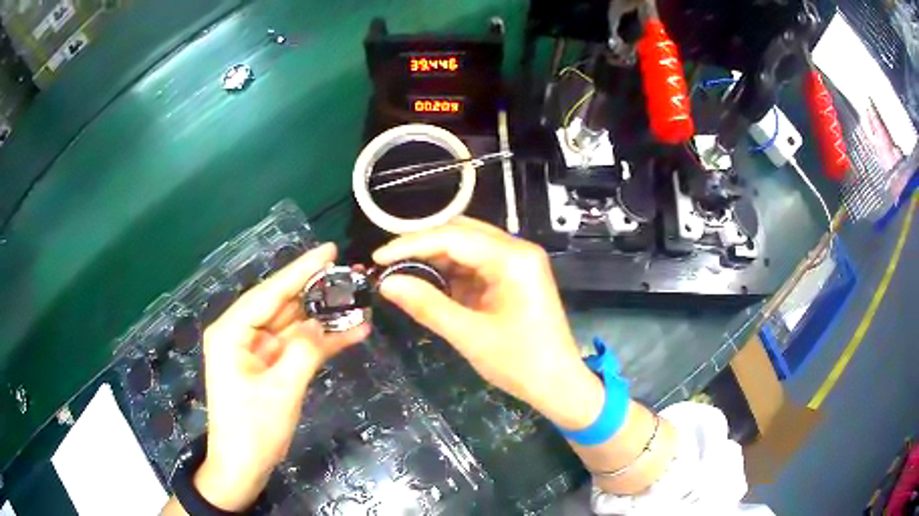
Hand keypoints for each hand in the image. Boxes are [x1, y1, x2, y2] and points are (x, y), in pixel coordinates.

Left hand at [194, 243, 369, 510]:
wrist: (242, 467)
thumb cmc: (253, 430)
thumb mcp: (282, 390)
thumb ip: (305, 351)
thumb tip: (327, 323)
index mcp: (231, 332)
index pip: (270, 292)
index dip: (301, 270)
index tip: (329, 251)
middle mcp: (240, 334)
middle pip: (281, 305)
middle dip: (315, 292)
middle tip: (350, 276)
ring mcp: (254, 351)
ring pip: (292, 325)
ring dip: (322, 319)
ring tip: (357, 303)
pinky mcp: (267, 366)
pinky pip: (295, 346)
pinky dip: (319, 342)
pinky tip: (349, 333)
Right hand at [373, 218, 603, 429]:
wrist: (558, 384)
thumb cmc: (520, 363)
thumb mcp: (469, 335)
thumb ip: (427, 305)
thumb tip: (386, 283)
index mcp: (512, 258)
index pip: (453, 237)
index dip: (411, 243)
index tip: (378, 256)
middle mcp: (516, 250)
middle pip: (461, 232)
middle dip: (422, 245)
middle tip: (387, 261)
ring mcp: (516, 263)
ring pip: (466, 246)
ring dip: (434, 257)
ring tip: (401, 271)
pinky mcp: (513, 277)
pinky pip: (475, 264)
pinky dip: (450, 271)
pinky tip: (427, 281)